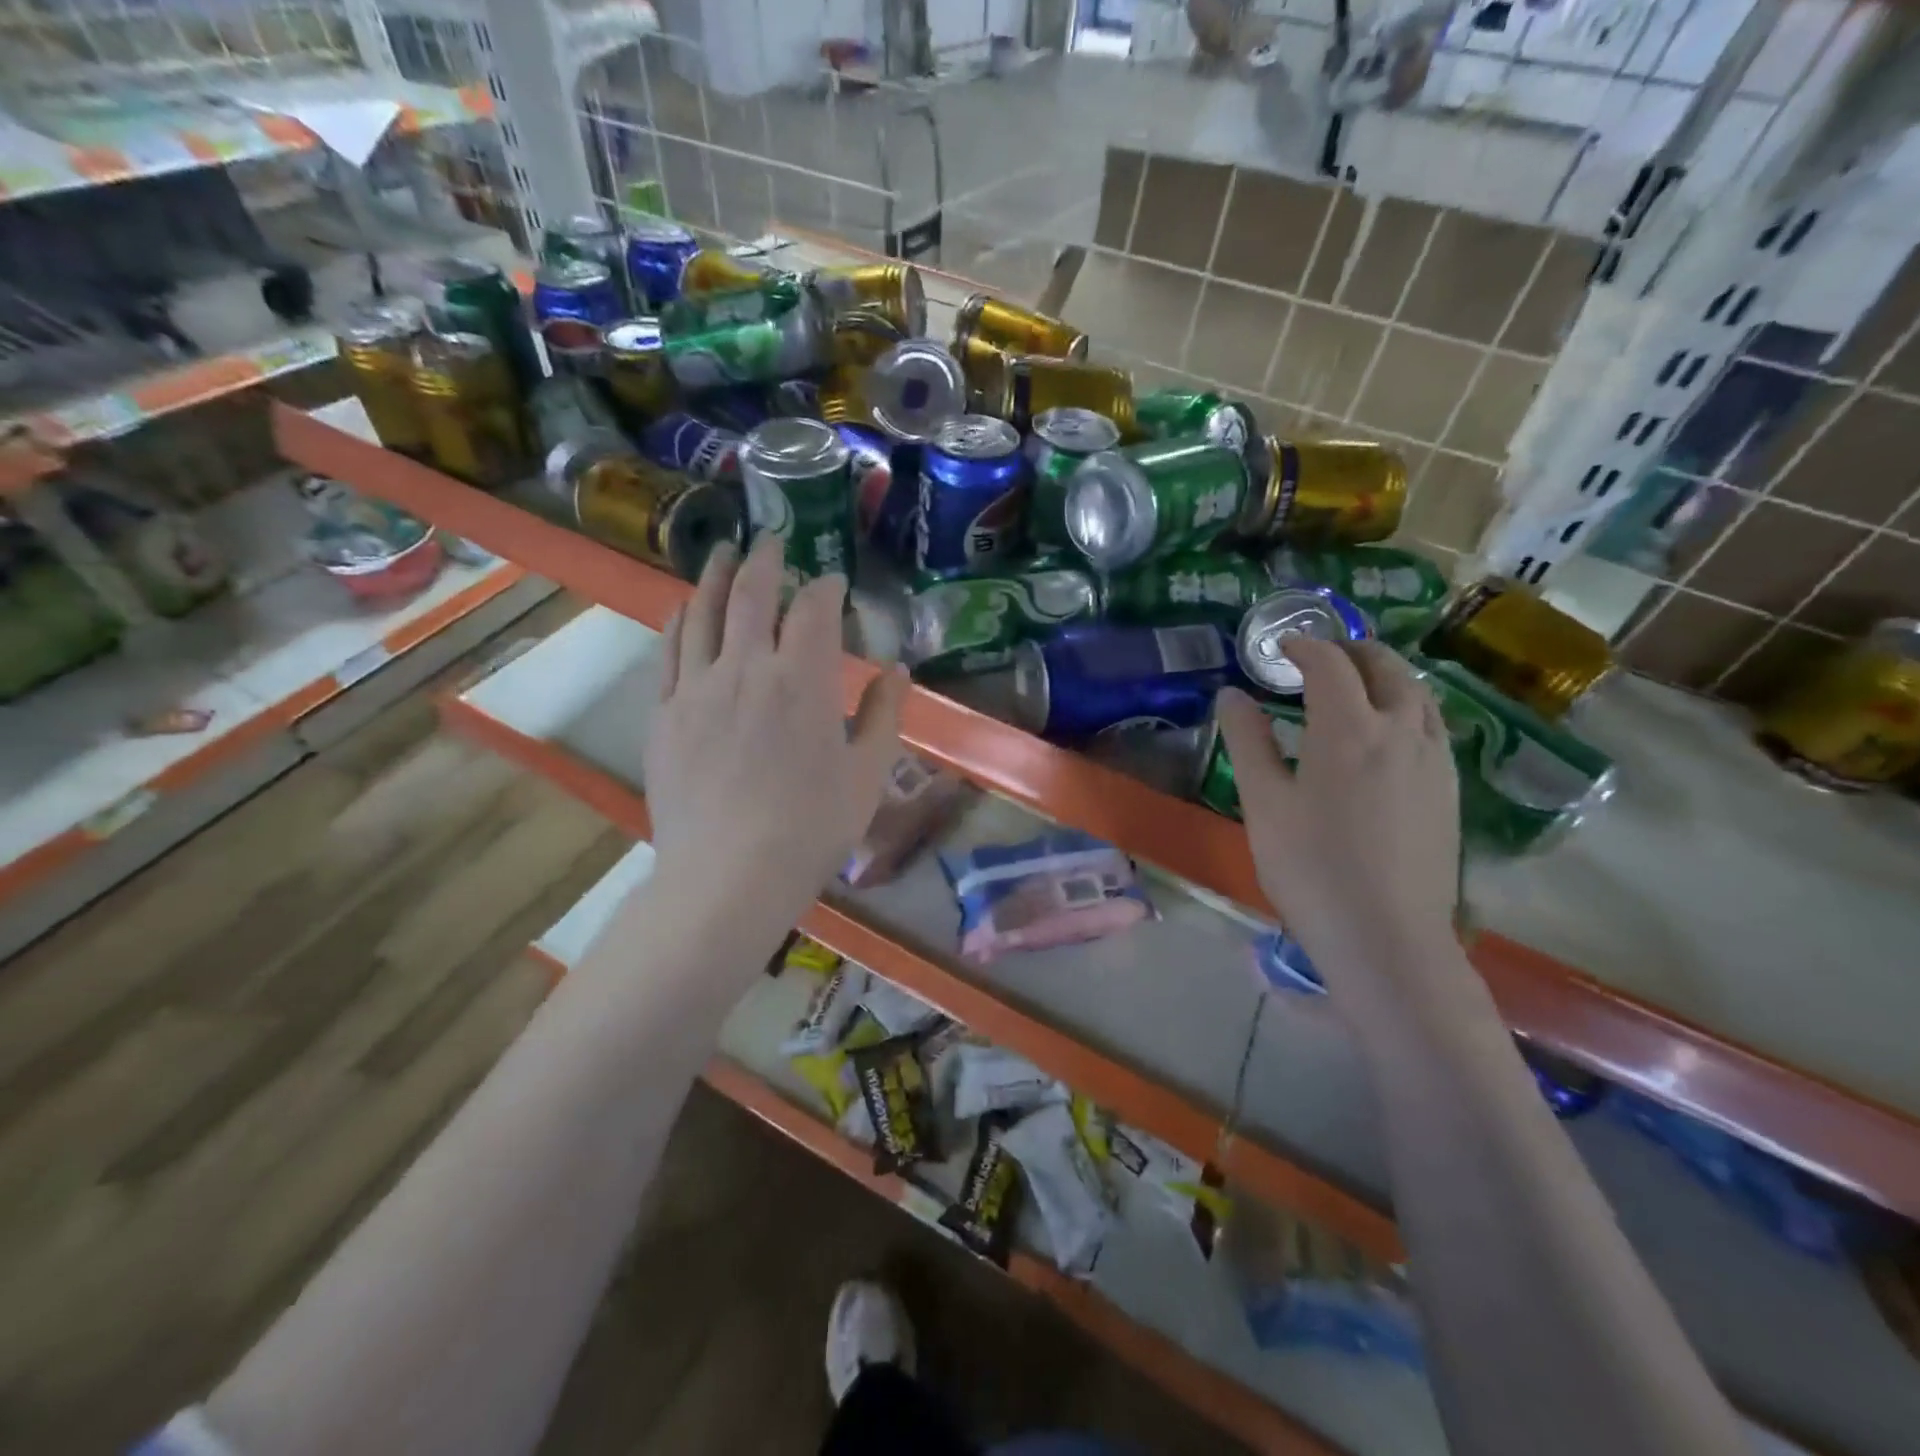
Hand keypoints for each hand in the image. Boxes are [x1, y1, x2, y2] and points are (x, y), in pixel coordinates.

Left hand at [643, 538, 908, 935]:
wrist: (729, 877)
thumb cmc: (812, 829)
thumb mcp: (867, 774)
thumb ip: (883, 714)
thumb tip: (897, 670)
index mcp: (802, 679)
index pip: (812, 609)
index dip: (824, 587)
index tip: (831, 583)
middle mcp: (745, 668)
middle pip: (751, 594)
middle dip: (766, 561)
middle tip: (773, 541)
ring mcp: (697, 689)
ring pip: (701, 612)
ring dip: (715, 576)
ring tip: (724, 553)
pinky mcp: (665, 714)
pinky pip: (668, 652)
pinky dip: (678, 620)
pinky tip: (682, 608)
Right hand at [1217, 639, 1459, 998]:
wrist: (1387, 938)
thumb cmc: (1311, 868)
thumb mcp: (1263, 803)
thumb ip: (1247, 741)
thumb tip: (1231, 695)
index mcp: (1349, 728)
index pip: (1328, 663)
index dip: (1303, 646)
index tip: (1279, 647)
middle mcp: (1401, 730)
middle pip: (1385, 667)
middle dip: (1351, 651)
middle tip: (1319, 657)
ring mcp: (1434, 760)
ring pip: (1418, 694)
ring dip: (1385, 675)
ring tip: (1356, 685)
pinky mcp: (1449, 790)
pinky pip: (1432, 725)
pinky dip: (1406, 707)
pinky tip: (1388, 734)